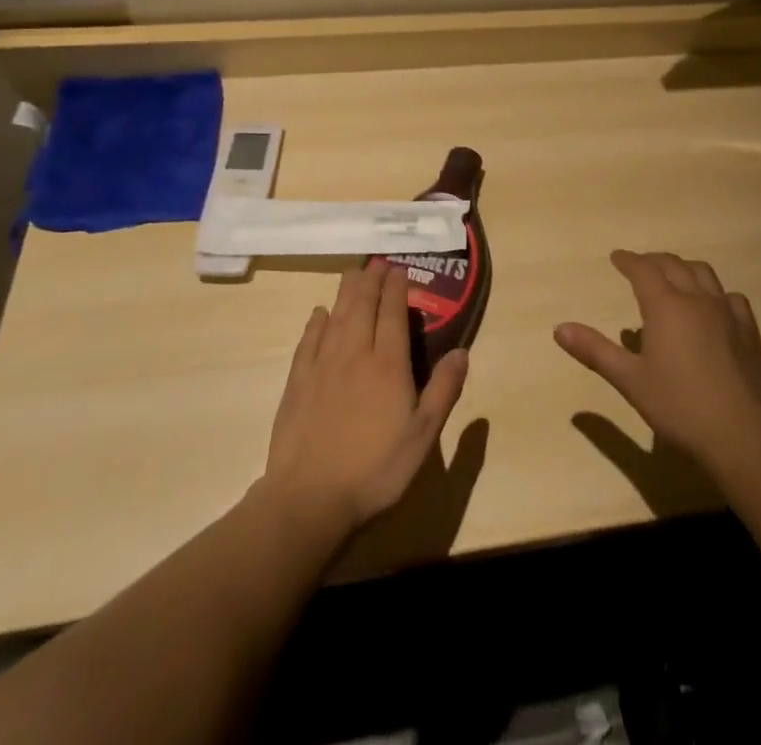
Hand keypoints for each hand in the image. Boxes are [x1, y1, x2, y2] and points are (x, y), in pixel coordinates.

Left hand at [262, 265, 467, 536]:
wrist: (309, 499)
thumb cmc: (374, 470)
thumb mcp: (422, 436)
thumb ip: (443, 390)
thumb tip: (462, 351)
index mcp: (388, 364)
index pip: (392, 313)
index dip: (397, 288)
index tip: (400, 269)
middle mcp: (355, 354)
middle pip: (363, 306)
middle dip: (372, 280)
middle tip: (377, 262)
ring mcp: (322, 367)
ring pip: (336, 316)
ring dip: (346, 292)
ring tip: (353, 273)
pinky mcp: (298, 383)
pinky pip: (308, 341)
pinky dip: (316, 323)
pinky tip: (319, 314)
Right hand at [555, 250, 760, 471]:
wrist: (742, 432)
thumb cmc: (679, 406)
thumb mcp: (630, 380)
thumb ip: (595, 351)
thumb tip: (560, 328)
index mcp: (665, 306)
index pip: (643, 270)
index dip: (628, 261)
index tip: (617, 257)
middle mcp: (696, 298)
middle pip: (673, 264)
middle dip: (653, 261)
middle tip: (640, 265)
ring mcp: (726, 311)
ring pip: (703, 273)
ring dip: (684, 267)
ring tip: (674, 276)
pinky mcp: (749, 329)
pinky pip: (730, 296)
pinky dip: (714, 292)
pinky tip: (713, 305)